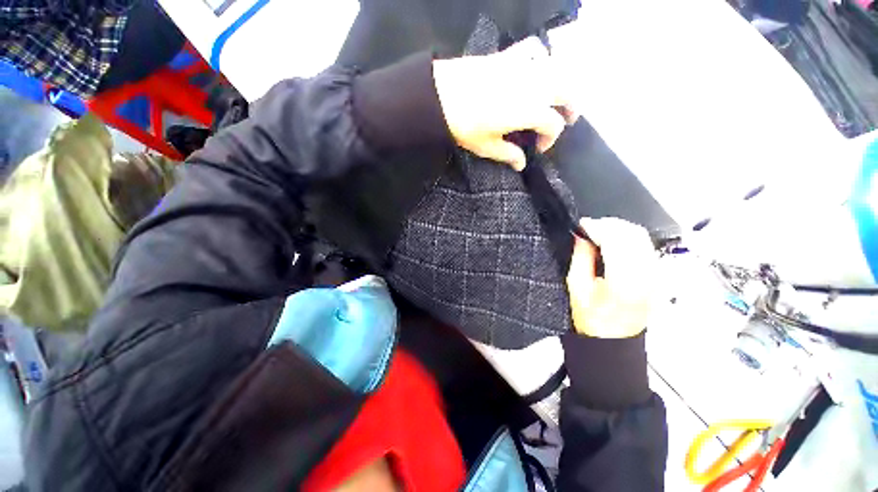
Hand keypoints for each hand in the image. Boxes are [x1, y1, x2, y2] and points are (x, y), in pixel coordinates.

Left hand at [432, 37, 577, 170]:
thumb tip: (521, 165)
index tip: (538, 148)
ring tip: (557, 96)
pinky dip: (541, 58)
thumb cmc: (465, 126)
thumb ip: (508, 155)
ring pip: (557, 68)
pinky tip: (536, 68)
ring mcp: (523, 67)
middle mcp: (535, 85)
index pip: (553, 124)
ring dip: (563, 83)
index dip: (550, 139)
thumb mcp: (487, 147)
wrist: (441, 95)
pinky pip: (534, 49)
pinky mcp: (509, 55)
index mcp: (531, 111)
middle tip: (569, 118)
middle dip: (572, 106)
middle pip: (567, 91)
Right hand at [566, 218, 655, 337]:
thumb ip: (580, 258)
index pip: (617, 241)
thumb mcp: (577, 288)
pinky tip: (614, 241)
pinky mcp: (658, 276)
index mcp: (624, 281)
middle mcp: (646, 276)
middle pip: (634, 234)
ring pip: (643, 237)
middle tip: (590, 227)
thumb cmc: (591, 318)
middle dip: (610, 224)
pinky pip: (646, 246)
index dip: (598, 227)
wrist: (614, 340)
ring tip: (600, 232)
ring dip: (620, 229)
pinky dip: (629, 237)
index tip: (582, 224)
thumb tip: (581, 237)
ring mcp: (656, 276)